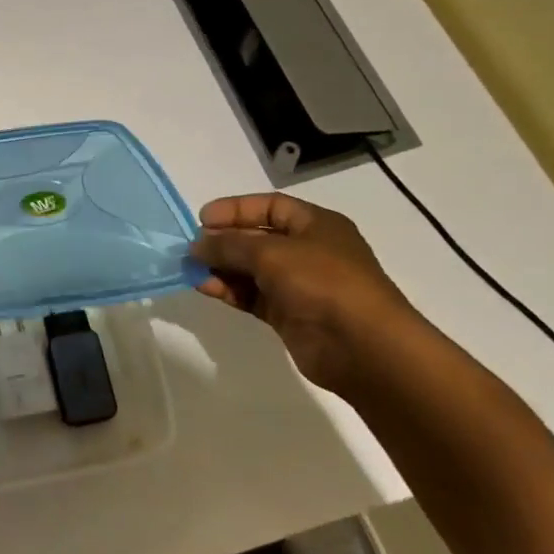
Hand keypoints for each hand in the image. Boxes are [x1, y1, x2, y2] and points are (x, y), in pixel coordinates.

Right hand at [190, 192, 424, 397]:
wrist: (362, 346)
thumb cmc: (322, 283)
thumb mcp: (271, 253)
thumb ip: (229, 244)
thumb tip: (197, 245)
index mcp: (316, 225)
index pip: (270, 206)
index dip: (236, 209)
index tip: (202, 219)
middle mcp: (308, 251)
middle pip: (257, 238)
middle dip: (224, 240)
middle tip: (191, 248)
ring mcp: (298, 284)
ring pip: (251, 269)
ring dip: (221, 267)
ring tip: (192, 270)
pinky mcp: (288, 314)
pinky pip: (251, 295)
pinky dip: (229, 290)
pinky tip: (206, 288)